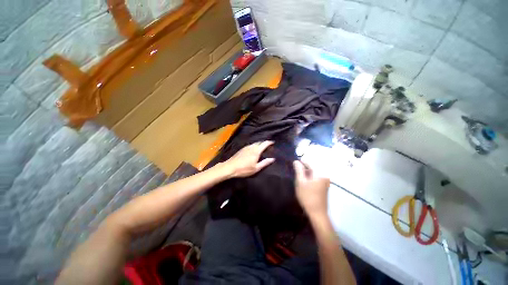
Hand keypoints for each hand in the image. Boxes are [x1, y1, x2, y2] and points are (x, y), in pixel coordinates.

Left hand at [223, 141, 274, 177]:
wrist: (230, 167)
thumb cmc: (244, 169)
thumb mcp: (256, 168)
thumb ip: (265, 163)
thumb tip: (273, 159)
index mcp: (256, 151)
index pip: (264, 144)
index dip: (269, 142)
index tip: (273, 142)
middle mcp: (251, 147)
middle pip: (259, 142)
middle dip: (264, 143)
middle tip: (268, 146)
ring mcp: (246, 147)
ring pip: (254, 143)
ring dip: (259, 144)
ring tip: (262, 147)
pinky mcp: (242, 149)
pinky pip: (250, 145)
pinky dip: (254, 145)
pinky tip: (253, 149)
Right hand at [293, 160, 329, 217]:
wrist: (317, 213)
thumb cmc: (307, 196)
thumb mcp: (300, 182)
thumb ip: (298, 170)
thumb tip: (296, 161)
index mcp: (320, 173)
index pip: (309, 162)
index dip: (301, 162)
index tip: (293, 163)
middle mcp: (324, 175)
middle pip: (312, 167)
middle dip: (303, 168)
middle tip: (295, 172)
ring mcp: (325, 181)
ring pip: (313, 173)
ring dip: (306, 173)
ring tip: (298, 177)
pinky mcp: (324, 186)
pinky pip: (315, 178)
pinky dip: (309, 178)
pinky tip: (304, 182)